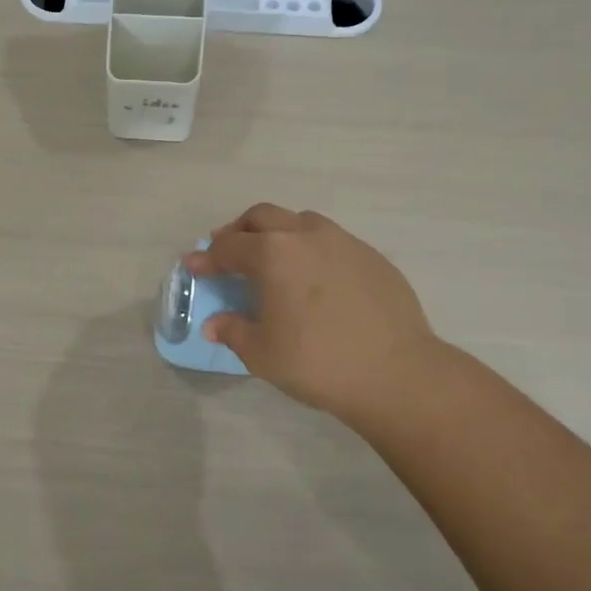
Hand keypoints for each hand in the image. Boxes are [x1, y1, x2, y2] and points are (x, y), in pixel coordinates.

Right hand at [187, 204, 445, 424]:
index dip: (206, 258)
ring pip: (301, 222)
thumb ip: (233, 331)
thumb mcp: (262, 353)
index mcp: (273, 254)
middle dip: (239, 230)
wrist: (397, 374)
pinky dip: (311, 250)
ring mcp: (344, 242)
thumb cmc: (317, 362)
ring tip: (273, 259)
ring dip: (278, 233)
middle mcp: (306, 236)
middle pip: (262, 216)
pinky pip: (331, 241)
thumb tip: (215, 324)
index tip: (193, 265)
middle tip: (228, 251)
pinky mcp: (372, 257)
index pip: (228, 247)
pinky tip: (314, 280)